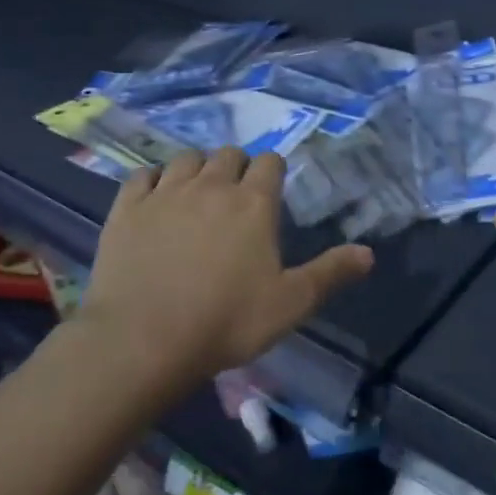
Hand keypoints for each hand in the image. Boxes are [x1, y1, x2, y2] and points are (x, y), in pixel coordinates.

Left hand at [78, 148, 373, 385]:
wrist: (143, 340)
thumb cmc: (226, 322)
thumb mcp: (290, 304)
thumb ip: (330, 273)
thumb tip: (369, 253)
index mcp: (254, 203)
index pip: (270, 162)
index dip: (273, 171)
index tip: (272, 189)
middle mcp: (211, 187)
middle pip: (228, 154)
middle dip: (237, 168)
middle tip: (237, 197)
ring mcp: (165, 194)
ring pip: (186, 159)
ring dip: (197, 169)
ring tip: (197, 194)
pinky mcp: (127, 209)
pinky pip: (142, 176)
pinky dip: (153, 181)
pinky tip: (154, 199)